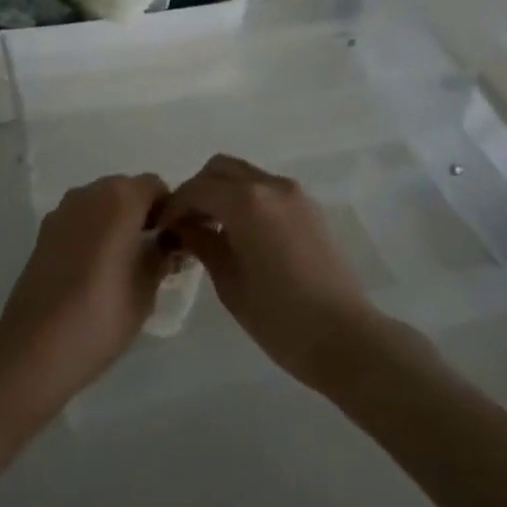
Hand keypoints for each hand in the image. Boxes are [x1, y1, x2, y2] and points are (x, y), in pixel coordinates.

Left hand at [0, 174, 173, 412]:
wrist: (37, 344)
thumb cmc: (102, 314)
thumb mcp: (147, 288)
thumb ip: (162, 256)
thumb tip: (168, 243)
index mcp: (119, 199)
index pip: (155, 186)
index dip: (169, 209)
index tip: (174, 241)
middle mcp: (89, 194)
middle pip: (126, 190)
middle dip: (142, 213)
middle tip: (153, 251)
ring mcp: (62, 211)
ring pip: (101, 203)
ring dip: (117, 221)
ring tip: (125, 262)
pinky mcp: (44, 231)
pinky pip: (80, 219)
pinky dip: (94, 231)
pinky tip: (96, 268)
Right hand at [162, 154, 381, 391]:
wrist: (345, 337)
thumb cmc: (279, 317)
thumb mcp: (229, 281)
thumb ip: (202, 243)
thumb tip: (182, 226)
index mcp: (247, 201)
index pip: (197, 188)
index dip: (174, 206)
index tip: (161, 228)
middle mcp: (270, 185)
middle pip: (221, 169)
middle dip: (198, 190)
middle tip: (185, 224)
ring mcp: (294, 194)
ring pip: (245, 175)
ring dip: (223, 192)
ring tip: (211, 229)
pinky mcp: (309, 208)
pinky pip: (267, 190)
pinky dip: (246, 200)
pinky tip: (241, 234)